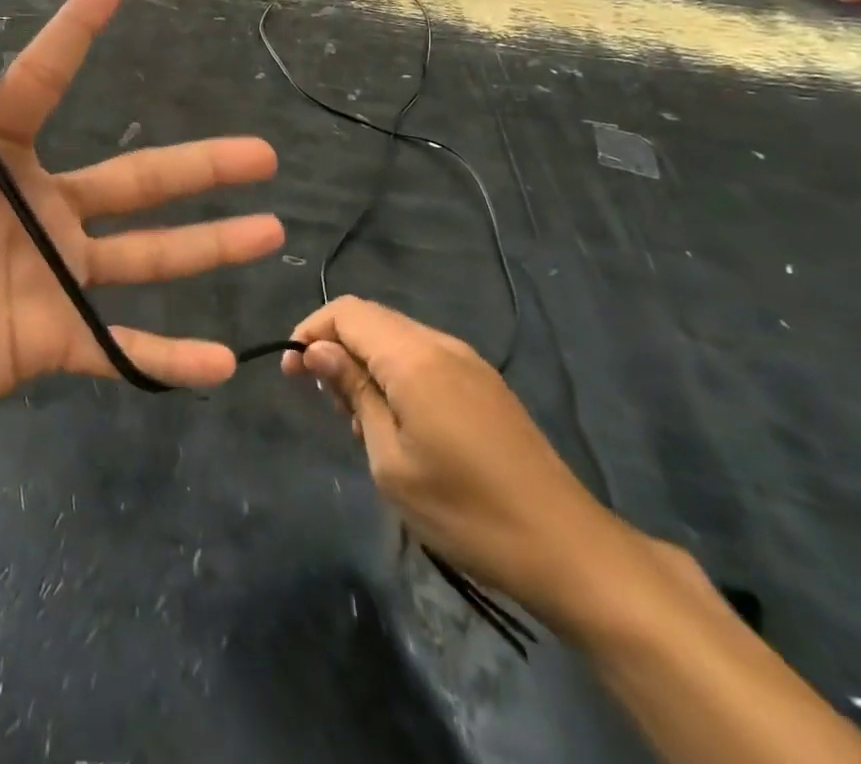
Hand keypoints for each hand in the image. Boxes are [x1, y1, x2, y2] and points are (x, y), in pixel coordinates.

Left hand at [0, 0, 283, 457]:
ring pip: (149, 254)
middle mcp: (43, 211)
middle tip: (262, 153)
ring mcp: (56, 276)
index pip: (41, 85)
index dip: (74, 34)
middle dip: (200, 166)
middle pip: (136, 179)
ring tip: (271, 230)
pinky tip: (222, 361)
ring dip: (209, 246)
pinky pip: (121, 347)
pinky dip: (168, 355)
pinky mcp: (56, 339)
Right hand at [283, 297, 638, 635]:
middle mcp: (441, 344)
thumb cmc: (467, 511)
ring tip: (362, 422)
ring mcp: (468, 361)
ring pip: (396, 337)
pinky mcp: (484, 382)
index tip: (292, 374)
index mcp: (414, 357)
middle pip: (371, 319)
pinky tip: (400, 423)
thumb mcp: (391, 461)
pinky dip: (396, 373)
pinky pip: (424, 356)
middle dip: (336, 348)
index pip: (347, 312)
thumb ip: (354, 394)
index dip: (311, 331)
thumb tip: (319, 351)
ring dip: (366, 363)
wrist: (568, 549)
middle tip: (328, 405)